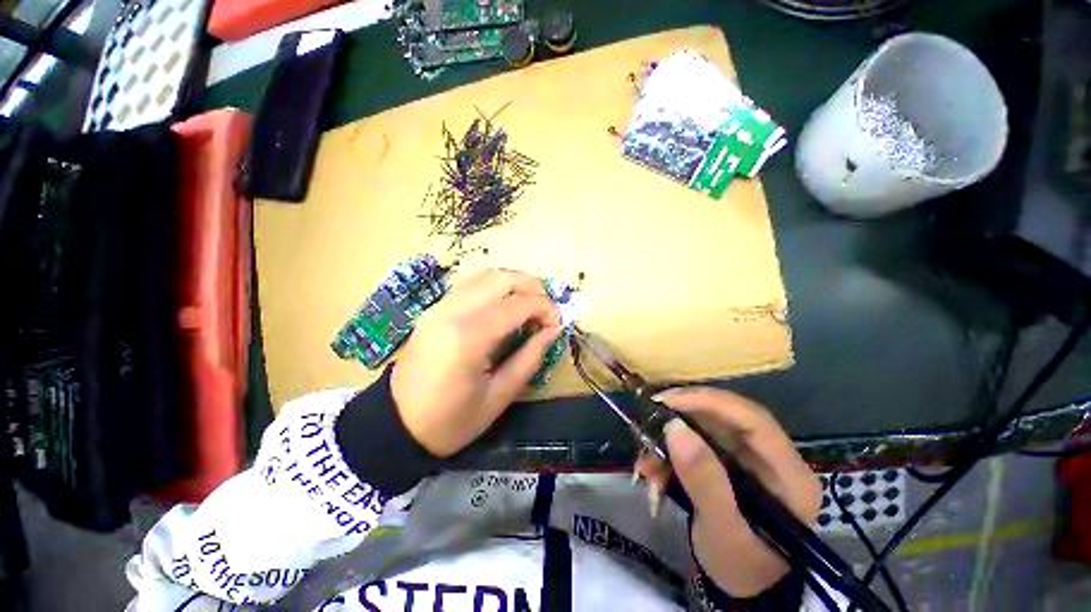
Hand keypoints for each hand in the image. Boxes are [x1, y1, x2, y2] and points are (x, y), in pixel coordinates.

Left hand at [391, 269, 562, 457]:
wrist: (395, 424)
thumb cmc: (451, 421)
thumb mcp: (499, 396)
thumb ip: (530, 357)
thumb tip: (554, 330)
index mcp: (468, 339)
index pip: (517, 304)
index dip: (545, 308)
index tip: (558, 323)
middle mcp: (452, 312)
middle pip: (502, 279)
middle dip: (533, 288)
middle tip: (547, 309)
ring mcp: (439, 306)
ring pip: (486, 275)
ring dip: (515, 283)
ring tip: (531, 304)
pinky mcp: (434, 308)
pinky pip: (471, 284)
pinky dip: (496, 286)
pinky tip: (506, 304)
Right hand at [655, 387, 820, 597]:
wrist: (740, 585)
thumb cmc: (741, 566)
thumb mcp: (723, 532)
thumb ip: (705, 482)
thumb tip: (674, 427)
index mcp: (789, 474)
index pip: (752, 418)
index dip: (708, 402)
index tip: (666, 401)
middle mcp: (770, 455)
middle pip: (723, 416)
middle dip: (681, 418)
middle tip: (647, 419)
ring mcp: (747, 455)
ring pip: (702, 426)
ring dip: (668, 441)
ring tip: (646, 467)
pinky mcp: (726, 458)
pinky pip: (692, 441)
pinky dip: (668, 453)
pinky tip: (653, 474)